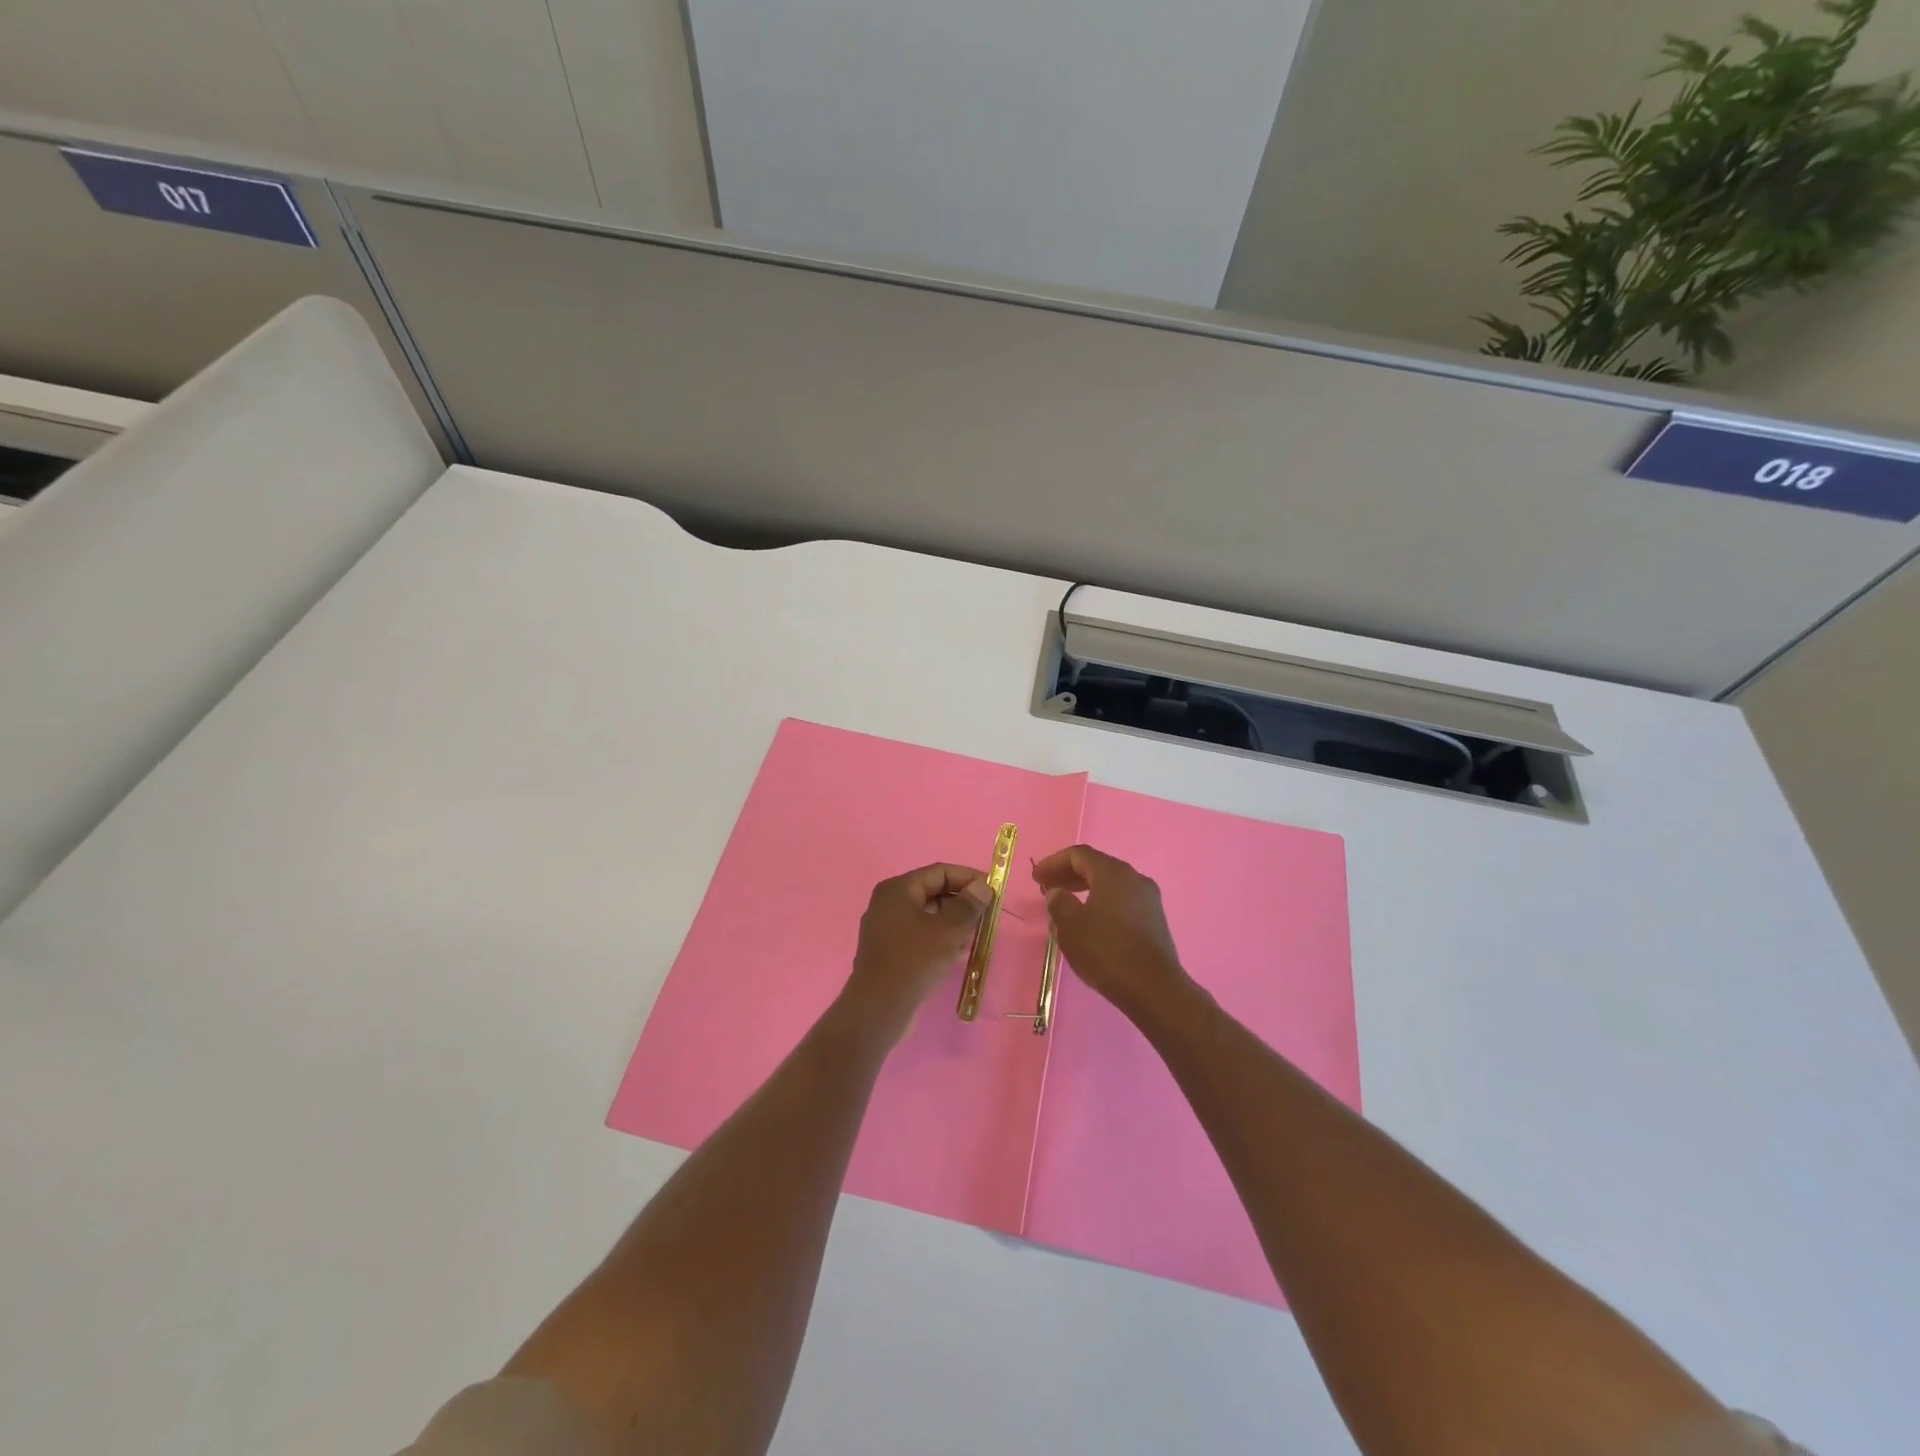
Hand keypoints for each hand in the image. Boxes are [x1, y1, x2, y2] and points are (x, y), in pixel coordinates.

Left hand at [839, 863, 993, 1043]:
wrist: (878, 1009)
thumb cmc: (914, 961)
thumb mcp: (947, 931)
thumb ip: (968, 906)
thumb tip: (983, 887)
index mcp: (898, 889)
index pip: (939, 872)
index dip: (968, 877)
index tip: (993, 890)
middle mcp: (888, 903)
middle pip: (932, 892)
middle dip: (962, 901)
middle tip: (987, 915)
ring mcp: (886, 927)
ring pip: (927, 915)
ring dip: (953, 921)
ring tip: (977, 934)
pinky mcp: (889, 950)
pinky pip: (920, 934)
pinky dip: (940, 937)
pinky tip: (958, 952)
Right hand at [1032, 845, 1196, 1022]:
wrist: (1153, 988)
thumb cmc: (1106, 951)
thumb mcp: (1071, 927)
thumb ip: (1059, 903)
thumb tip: (1057, 893)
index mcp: (1113, 873)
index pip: (1079, 855)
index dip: (1053, 862)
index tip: (1036, 878)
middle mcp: (1134, 878)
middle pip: (1097, 866)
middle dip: (1069, 875)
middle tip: (1047, 888)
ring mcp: (1148, 899)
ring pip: (1111, 884)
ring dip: (1085, 889)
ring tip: (1065, 906)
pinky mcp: (1154, 919)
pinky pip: (1122, 900)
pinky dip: (1101, 903)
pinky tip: (1089, 922)